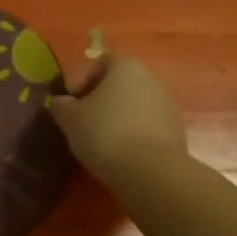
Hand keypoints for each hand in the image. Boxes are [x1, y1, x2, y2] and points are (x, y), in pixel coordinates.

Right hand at [46, 55, 187, 179]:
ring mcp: (167, 105)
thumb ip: (61, 105)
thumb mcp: (70, 118)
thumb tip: (60, 102)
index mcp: (125, 66)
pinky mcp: (176, 132)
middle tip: (82, 120)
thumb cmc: (105, 133)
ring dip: (117, 117)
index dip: (80, 79)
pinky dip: (132, 133)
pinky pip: (146, 125)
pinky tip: (120, 152)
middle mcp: (150, 79)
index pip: (100, 62)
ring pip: (134, 105)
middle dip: (99, 98)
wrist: (151, 173)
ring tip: (100, 140)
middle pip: (119, 83)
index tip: (69, 101)